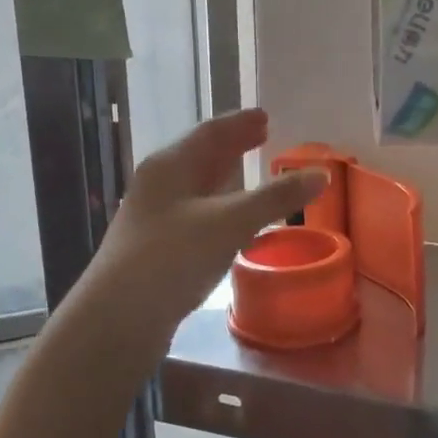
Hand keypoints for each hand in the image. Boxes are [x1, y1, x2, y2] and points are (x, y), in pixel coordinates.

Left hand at [84, 108, 327, 338]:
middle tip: (262, 137)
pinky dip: (219, 211)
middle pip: (200, 157)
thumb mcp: (229, 222)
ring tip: (251, 175)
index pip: (209, 133)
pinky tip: (232, 225)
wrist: (117, 320)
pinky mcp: (156, 250)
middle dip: (232, 147)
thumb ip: (274, 198)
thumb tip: (321, 174)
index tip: (265, 117)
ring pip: (196, 188)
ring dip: (225, 180)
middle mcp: (157, 186)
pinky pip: (195, 216)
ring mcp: (153, 219)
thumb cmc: (172, 257)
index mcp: (169, 166)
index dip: (239, 123)